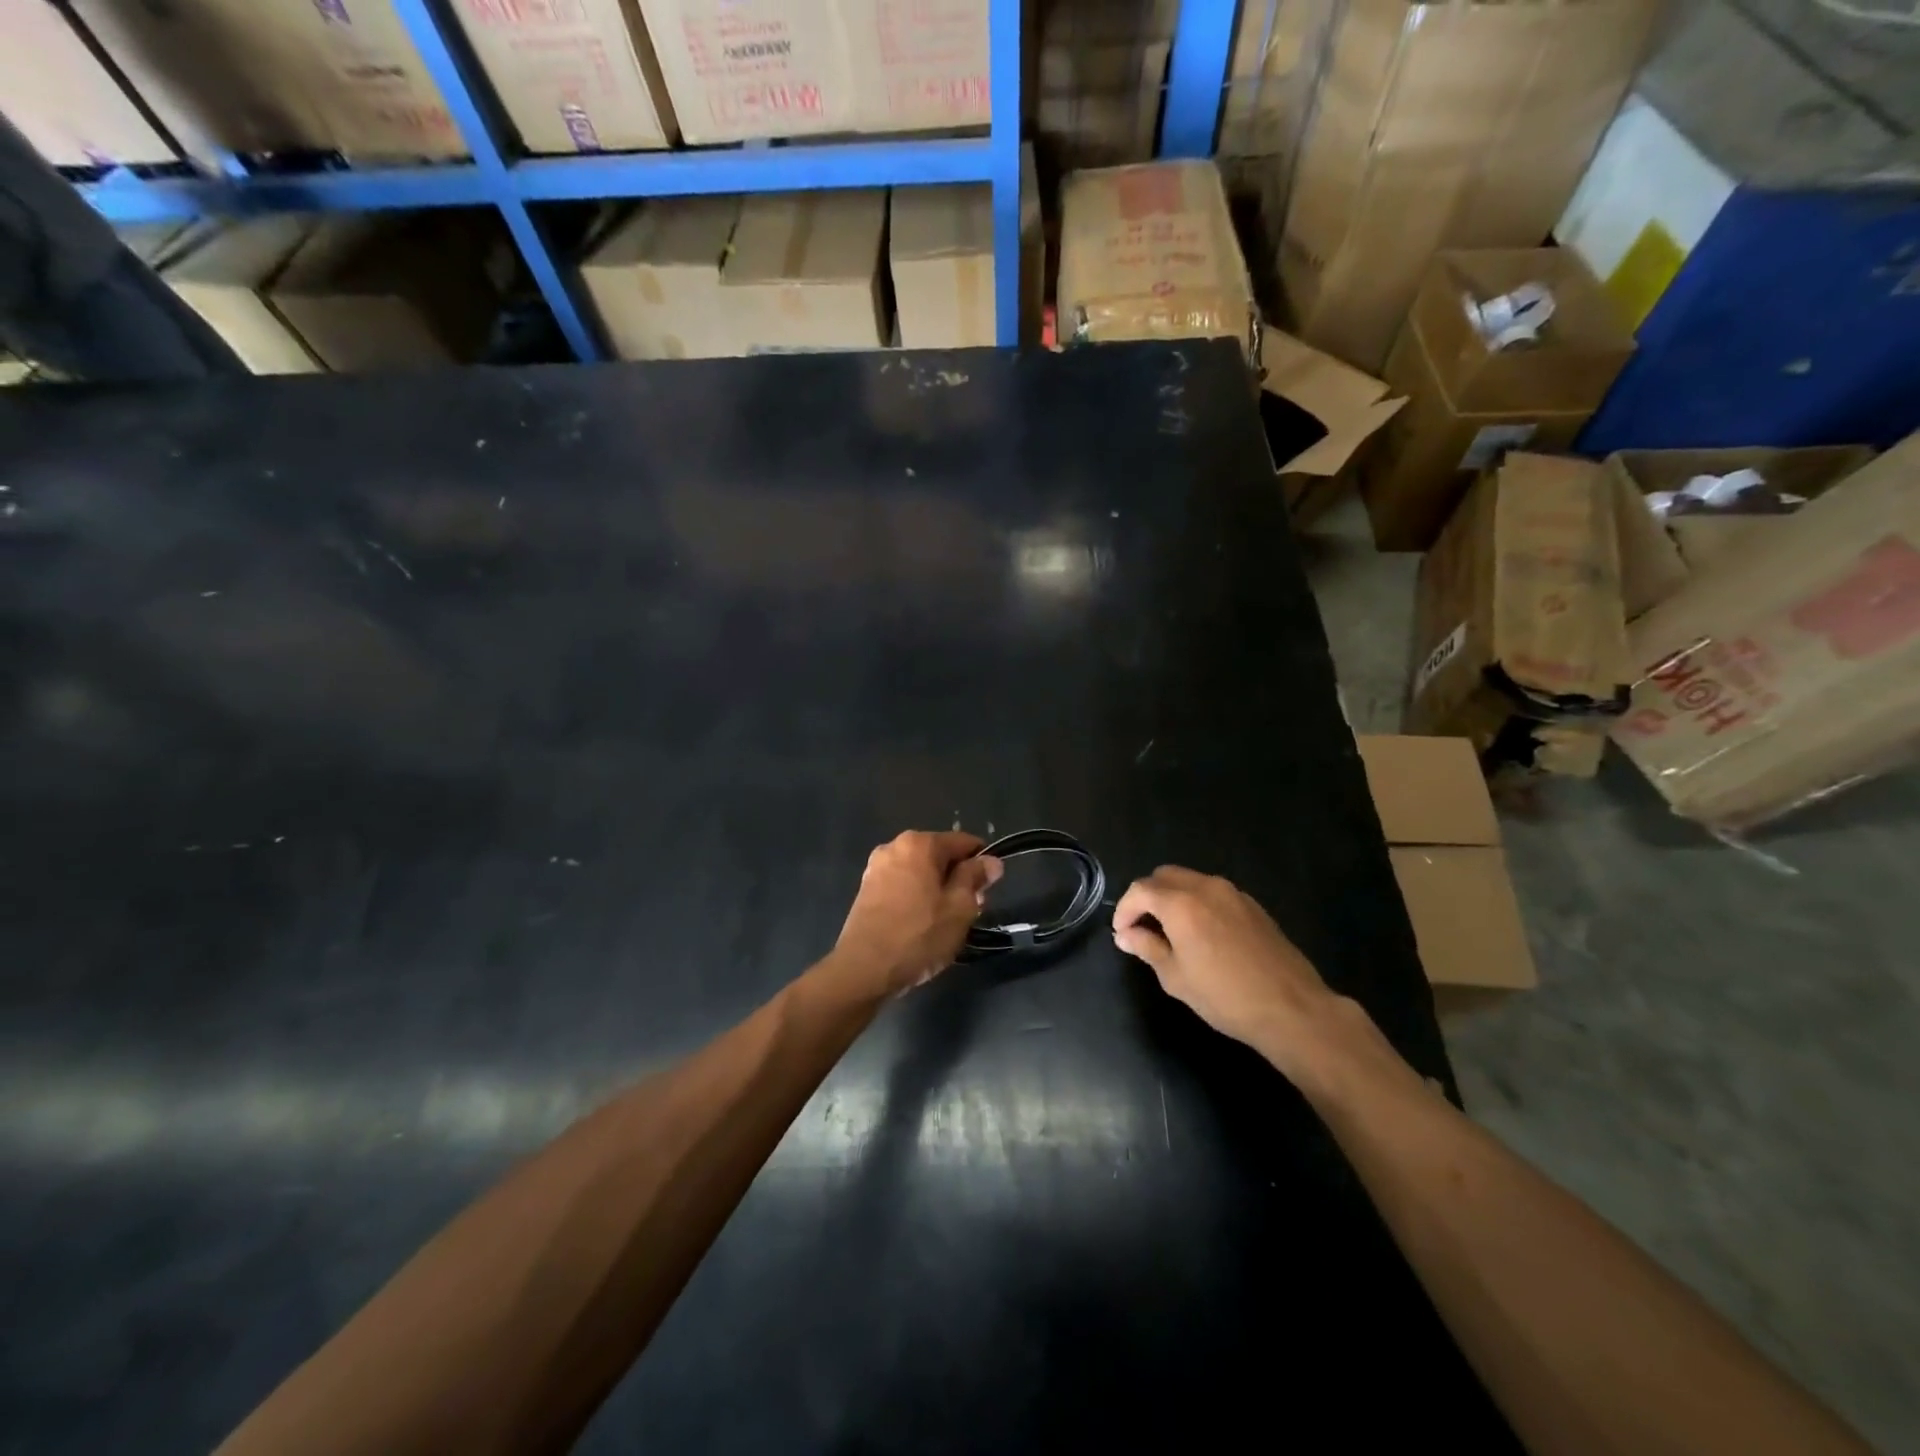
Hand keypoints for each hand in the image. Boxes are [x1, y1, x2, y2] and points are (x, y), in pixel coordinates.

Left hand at [831, 831, 1003, 995]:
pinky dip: (917, 897)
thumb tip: (990, 861)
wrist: (864, 969)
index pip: (963, 842)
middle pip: (940, 855)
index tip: (989, 890)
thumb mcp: (960, 907)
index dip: (982, 864)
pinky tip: (921, 924)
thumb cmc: (919, 935)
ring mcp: (876, 868)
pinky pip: (902, 885)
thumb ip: (975, 877)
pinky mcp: (866, 890)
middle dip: (958, 878)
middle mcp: (894, 846)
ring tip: (946, 922)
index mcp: (920, 843)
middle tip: (970, 912)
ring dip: (938, 890)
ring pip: (921, 872)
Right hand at [1113, 866, 1340, 1076]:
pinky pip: (1213, 892)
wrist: (1291, 1008)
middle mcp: (1206, 887)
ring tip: (1170, 930)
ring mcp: (1233, 893)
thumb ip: (1147, 948)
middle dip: (1146, 896)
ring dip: (1172, 897)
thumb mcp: (1176, 977)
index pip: (1140, 890)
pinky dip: (1197, 902)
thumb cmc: (1225, 996)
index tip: (1122, 933)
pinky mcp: (1252, 905)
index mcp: (1181, 903)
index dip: (1125, 909)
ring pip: (1190, 880)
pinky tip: (1201, 932)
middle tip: (1142, 927)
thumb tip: (1126, 935)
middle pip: (1164, 876)